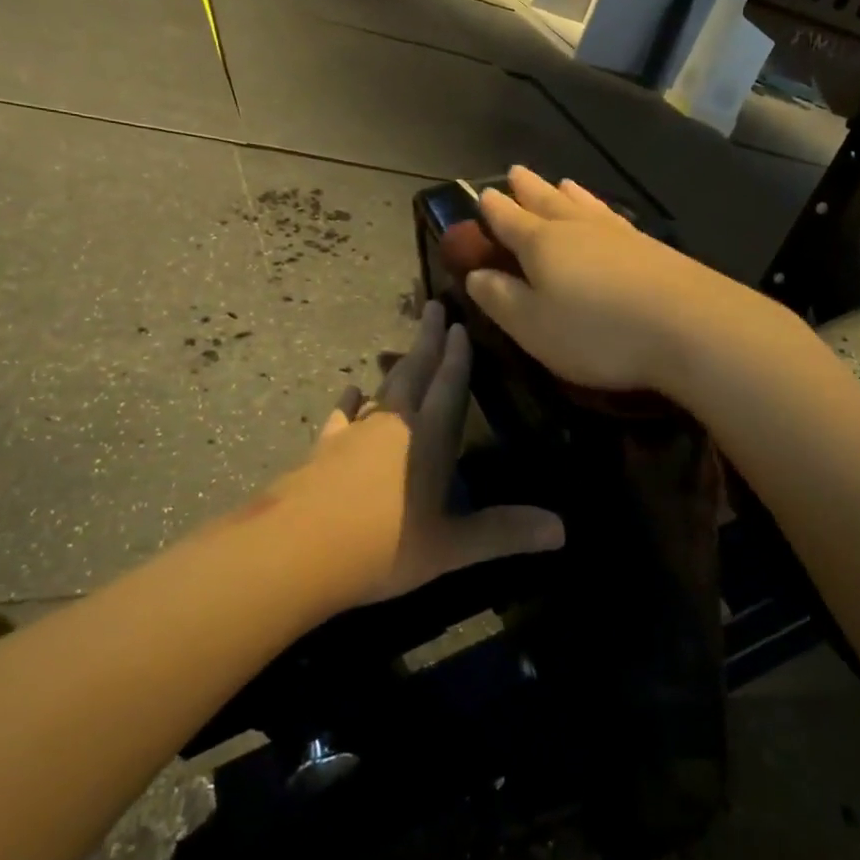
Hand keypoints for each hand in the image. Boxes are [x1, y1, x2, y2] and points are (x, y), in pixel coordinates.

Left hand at [278, 301, 564, 606]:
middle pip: (414, 372)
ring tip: (401, 348)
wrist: (296, 552)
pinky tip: (350, 391)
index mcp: (428, 438)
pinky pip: (341, 416)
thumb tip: (563, 530)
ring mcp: (353, 434)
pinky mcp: (323, 450)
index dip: (458, 356)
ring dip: (395, 367)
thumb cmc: (383, 546)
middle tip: (433, 307)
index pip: (448, 386)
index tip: (460, 323)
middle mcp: (393, 425)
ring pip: (381, 390)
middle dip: (427, 341)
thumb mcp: (451, 547)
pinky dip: (349, 402)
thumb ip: (504, 533)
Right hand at [462, 168, 760, 394]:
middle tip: (516, 171)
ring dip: (568, 193)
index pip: (509, 220)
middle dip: (528, 189)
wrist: (690, 325)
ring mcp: (619, 233)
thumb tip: (474, 274)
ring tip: (561, 182)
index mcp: (542, 244)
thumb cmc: (598, 331)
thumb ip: (500, 299)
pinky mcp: (652, 247)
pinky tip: (608, 214)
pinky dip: (600, 208)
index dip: (492, 210)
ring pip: (584, 204)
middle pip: (547, 201)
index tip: (482, 195)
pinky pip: (613, 216)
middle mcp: (578, 228)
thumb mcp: (533, 326)